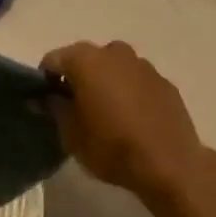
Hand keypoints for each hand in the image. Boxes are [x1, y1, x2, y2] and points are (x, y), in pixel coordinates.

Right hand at [40, 41, 207, 203]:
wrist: (169, 163)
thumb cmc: (111, 147)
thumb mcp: (71, 135)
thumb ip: (55, 108)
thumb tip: (46, 96)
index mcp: (86, 60)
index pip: (54, 59)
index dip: (46, 79)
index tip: (47, 102)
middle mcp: (114, 53)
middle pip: (86, 59)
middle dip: (77, 78)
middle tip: (75, 108)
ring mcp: (143, 65)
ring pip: (114, 67)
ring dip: (105, 82)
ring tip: (106, 113)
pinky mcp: (164, 81)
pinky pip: (136, 80)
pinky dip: (129, 91)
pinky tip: (132, 117)